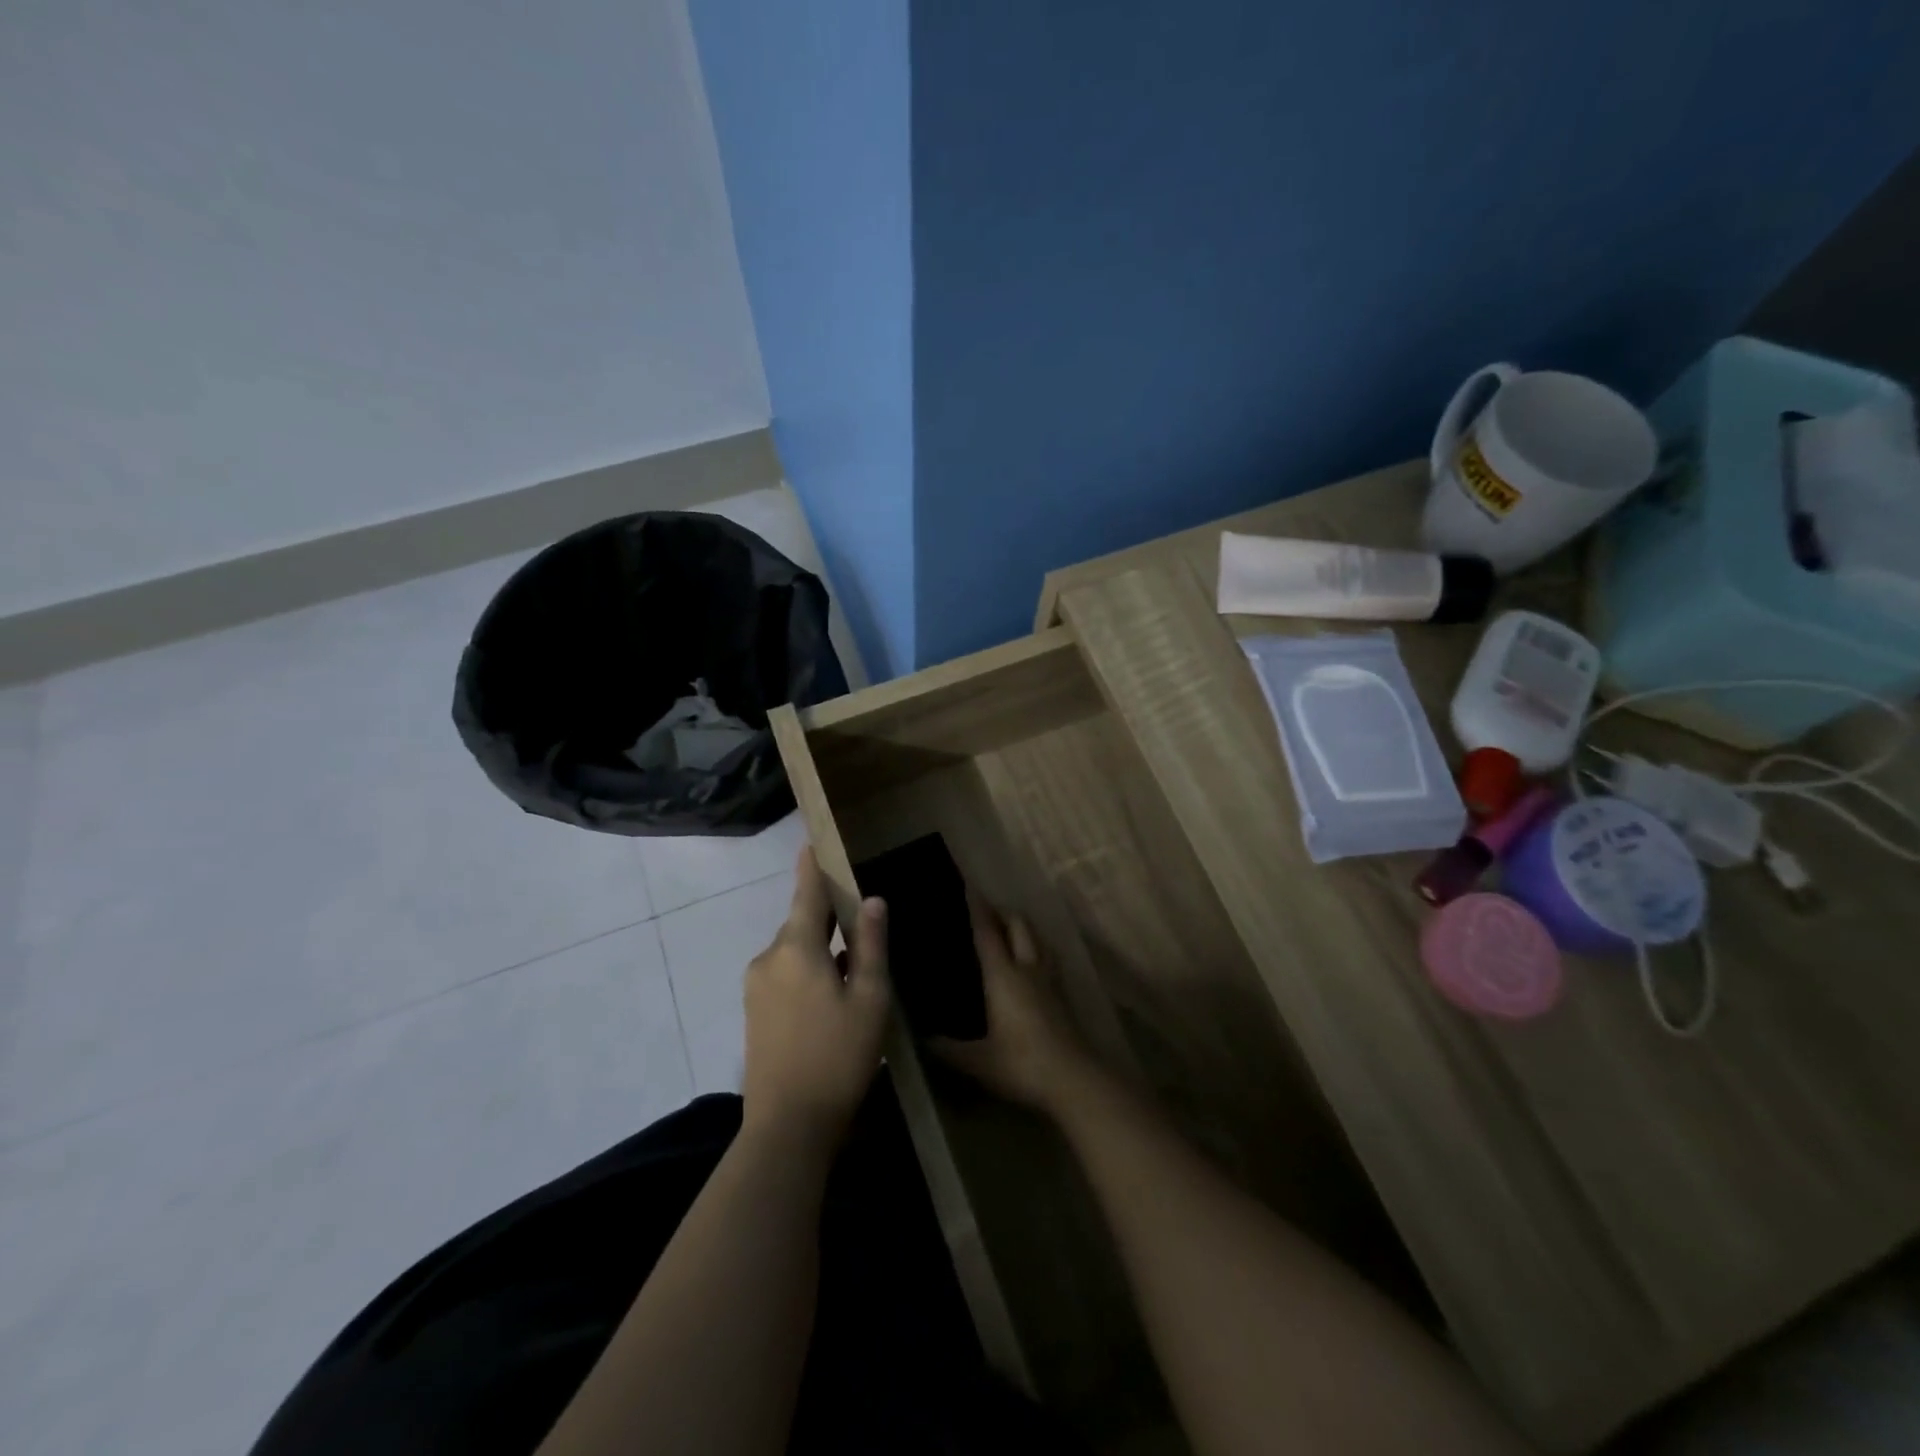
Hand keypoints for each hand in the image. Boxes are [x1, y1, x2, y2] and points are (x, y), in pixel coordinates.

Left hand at [740, 848, 891, 1147]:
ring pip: (794, 950)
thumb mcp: (869, 1000)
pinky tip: (831, 993)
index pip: (807, 893)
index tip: (813, 840)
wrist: (787, 1127)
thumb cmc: (838, 1058)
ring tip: (853, 962)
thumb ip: (870, 946)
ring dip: (820, 947)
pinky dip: (807, 970)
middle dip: (827, 915)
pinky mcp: (754, 1010)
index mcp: (797, 949)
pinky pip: (784, 972)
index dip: (812, 866)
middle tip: (859, 914)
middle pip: (802, 922)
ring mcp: (756, 985)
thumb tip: (873, 901)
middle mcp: (769, 958)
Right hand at [931, 888, 1096, 1114]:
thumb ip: (948, 1049)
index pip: (987, 932)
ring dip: (1023, 928)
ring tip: (1009, 929)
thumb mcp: (978, 1061)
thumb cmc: (1021, 1064)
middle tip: (986, 910)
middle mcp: (1027, 968)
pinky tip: (1032, 962)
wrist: (1074, 1079)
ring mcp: (1049, 980)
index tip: (968, 887)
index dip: (977, 908)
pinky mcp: (1063, 995)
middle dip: (1002, 912)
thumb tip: (920, 1039)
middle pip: (1018, 926)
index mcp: (1003, 976)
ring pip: (1038, 939)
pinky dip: (1037, 949)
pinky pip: (1048, 958)